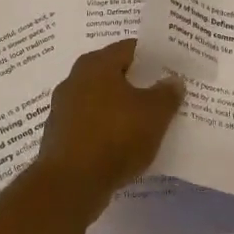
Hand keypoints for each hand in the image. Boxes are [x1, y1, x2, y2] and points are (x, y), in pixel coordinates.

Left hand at [31, 40, 184, 223]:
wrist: (70, 185)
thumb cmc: (115, 137)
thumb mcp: (154, 114)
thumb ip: (167, 94)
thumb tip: (173, 80)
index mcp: (97, 64)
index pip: (129, 48)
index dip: (152, 57)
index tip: (170, 67)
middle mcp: (76, 78)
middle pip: (113, 73)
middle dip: (136, 82)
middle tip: (161, 93)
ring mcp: (63, 108)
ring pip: (100, 100)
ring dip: (120, 107)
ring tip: (145, 121)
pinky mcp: (59, 136)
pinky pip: (90, 124)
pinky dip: (106, 129)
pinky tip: (122, 144)